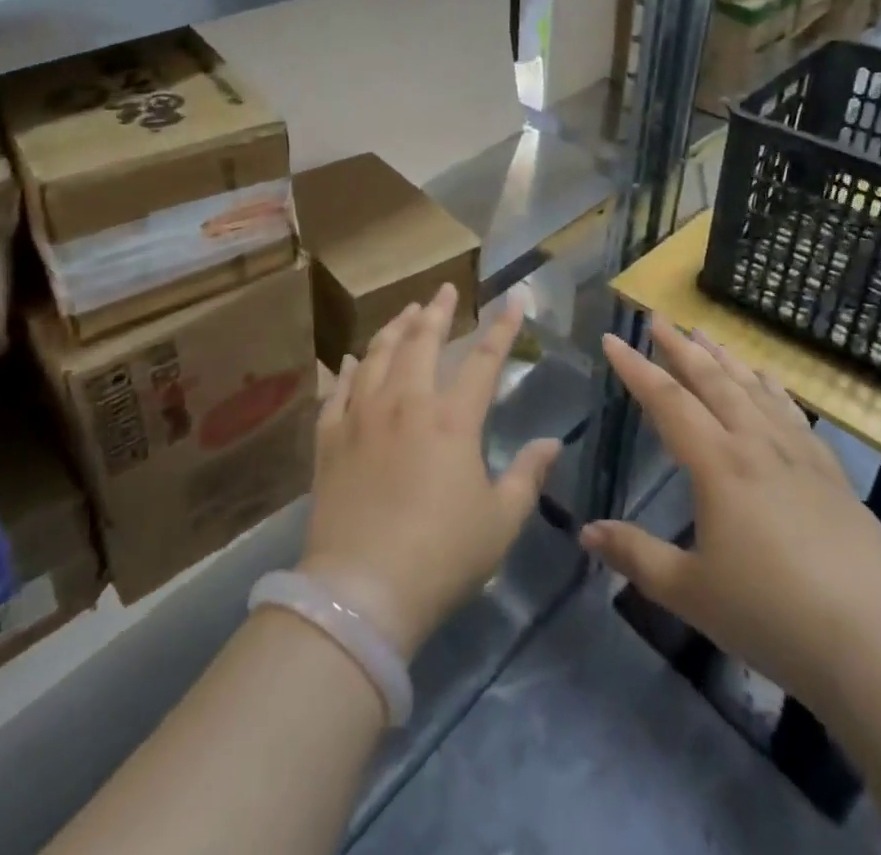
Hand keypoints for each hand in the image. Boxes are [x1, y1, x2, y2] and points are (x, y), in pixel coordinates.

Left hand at [299, 286, 560, 659]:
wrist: (362, 589)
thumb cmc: (441, 556)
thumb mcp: (500, 522)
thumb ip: (527, 476)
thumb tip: (550, 443)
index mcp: (452, 419)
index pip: (484, 360)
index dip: (502, 328)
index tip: (513, 299)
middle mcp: (406, 403)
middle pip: (422, 342)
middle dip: (437, 311)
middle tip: (444, 290)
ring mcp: (362, 416)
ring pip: (378, 355)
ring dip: (394, 328)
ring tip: (405, 312)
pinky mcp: (330, 437)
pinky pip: (338, 389)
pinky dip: (347, 369)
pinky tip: (350, 359)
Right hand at [579, 324, 880, 710]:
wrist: (875, 642)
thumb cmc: (771, 615)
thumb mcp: (690, 592)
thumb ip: (636, 556)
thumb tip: (586, 532)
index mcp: (718, 464)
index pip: (667, 400)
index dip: (635, 368)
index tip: (611, 338)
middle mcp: (756, 444)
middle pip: (712, 381)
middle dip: (680, 346)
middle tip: (658, 318)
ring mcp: (798, 454)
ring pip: (753, 388)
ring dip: (724, 358)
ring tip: (704, 333)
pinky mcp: (830, 473)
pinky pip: (792, 413)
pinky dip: (772, 387)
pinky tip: (767, 379)